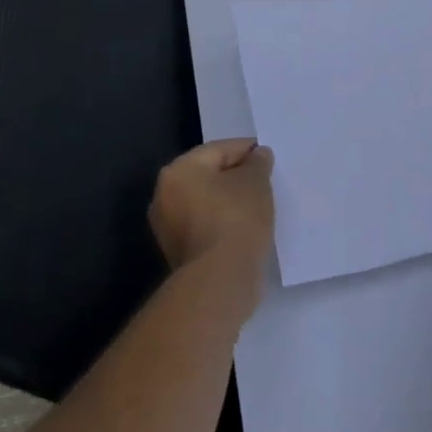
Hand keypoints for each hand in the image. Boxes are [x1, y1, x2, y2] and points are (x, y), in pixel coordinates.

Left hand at [149, 139, 275, 301]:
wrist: (220, 281)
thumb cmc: (236, 219)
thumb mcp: (255, 182)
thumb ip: (258, 163)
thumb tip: (258, 155)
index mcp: (178, 170)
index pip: (218, 150)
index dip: (246, 151)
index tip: (268, 158)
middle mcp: (164, 195)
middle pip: (208, 176)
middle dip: (235, 176)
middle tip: (264, 181)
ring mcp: (167, 228)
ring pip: (206, 203)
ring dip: (229, 202)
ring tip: (258, 205)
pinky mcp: (178, 254)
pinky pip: (205, 226)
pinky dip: (223, 223)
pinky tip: (245, 228)